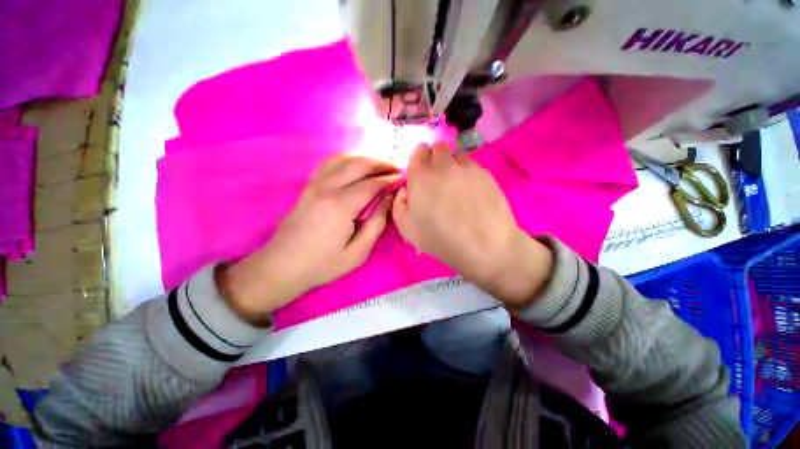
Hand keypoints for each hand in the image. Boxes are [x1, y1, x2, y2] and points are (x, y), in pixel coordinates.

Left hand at [218, 155, 400, 324]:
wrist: (282, 266)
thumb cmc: (323, 264)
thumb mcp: (358, 252)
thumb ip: (377, 223)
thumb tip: (388, 199)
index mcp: (341, 206)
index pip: (372, 184)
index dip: (389, 179)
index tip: (403, 179)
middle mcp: (327, 188)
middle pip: (358, 164)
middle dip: (380, 163)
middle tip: (396, 168)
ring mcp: (314, 184)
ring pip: (343, 159)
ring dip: (364, 158)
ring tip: (379, 166)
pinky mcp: (308, 186)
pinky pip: (329, 163)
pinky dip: (347, 159)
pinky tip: (355, 166)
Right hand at [392, 143, 551, 306]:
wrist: (484, 245)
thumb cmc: (440, 239)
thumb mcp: (406, 227)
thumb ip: (399, 203)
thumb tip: (406, 189)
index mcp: (421, 176)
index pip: (418, 150)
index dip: (418, 160)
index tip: (420, 174)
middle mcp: (443, 164)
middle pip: (437, 147)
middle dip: (434, 159)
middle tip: (436, 180)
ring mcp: (467, 167)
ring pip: (455, 155)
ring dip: (451, 164)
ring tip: (455, 186)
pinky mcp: (485, 173)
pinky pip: (471, 165)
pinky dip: (467, 173)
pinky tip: (471, 192)